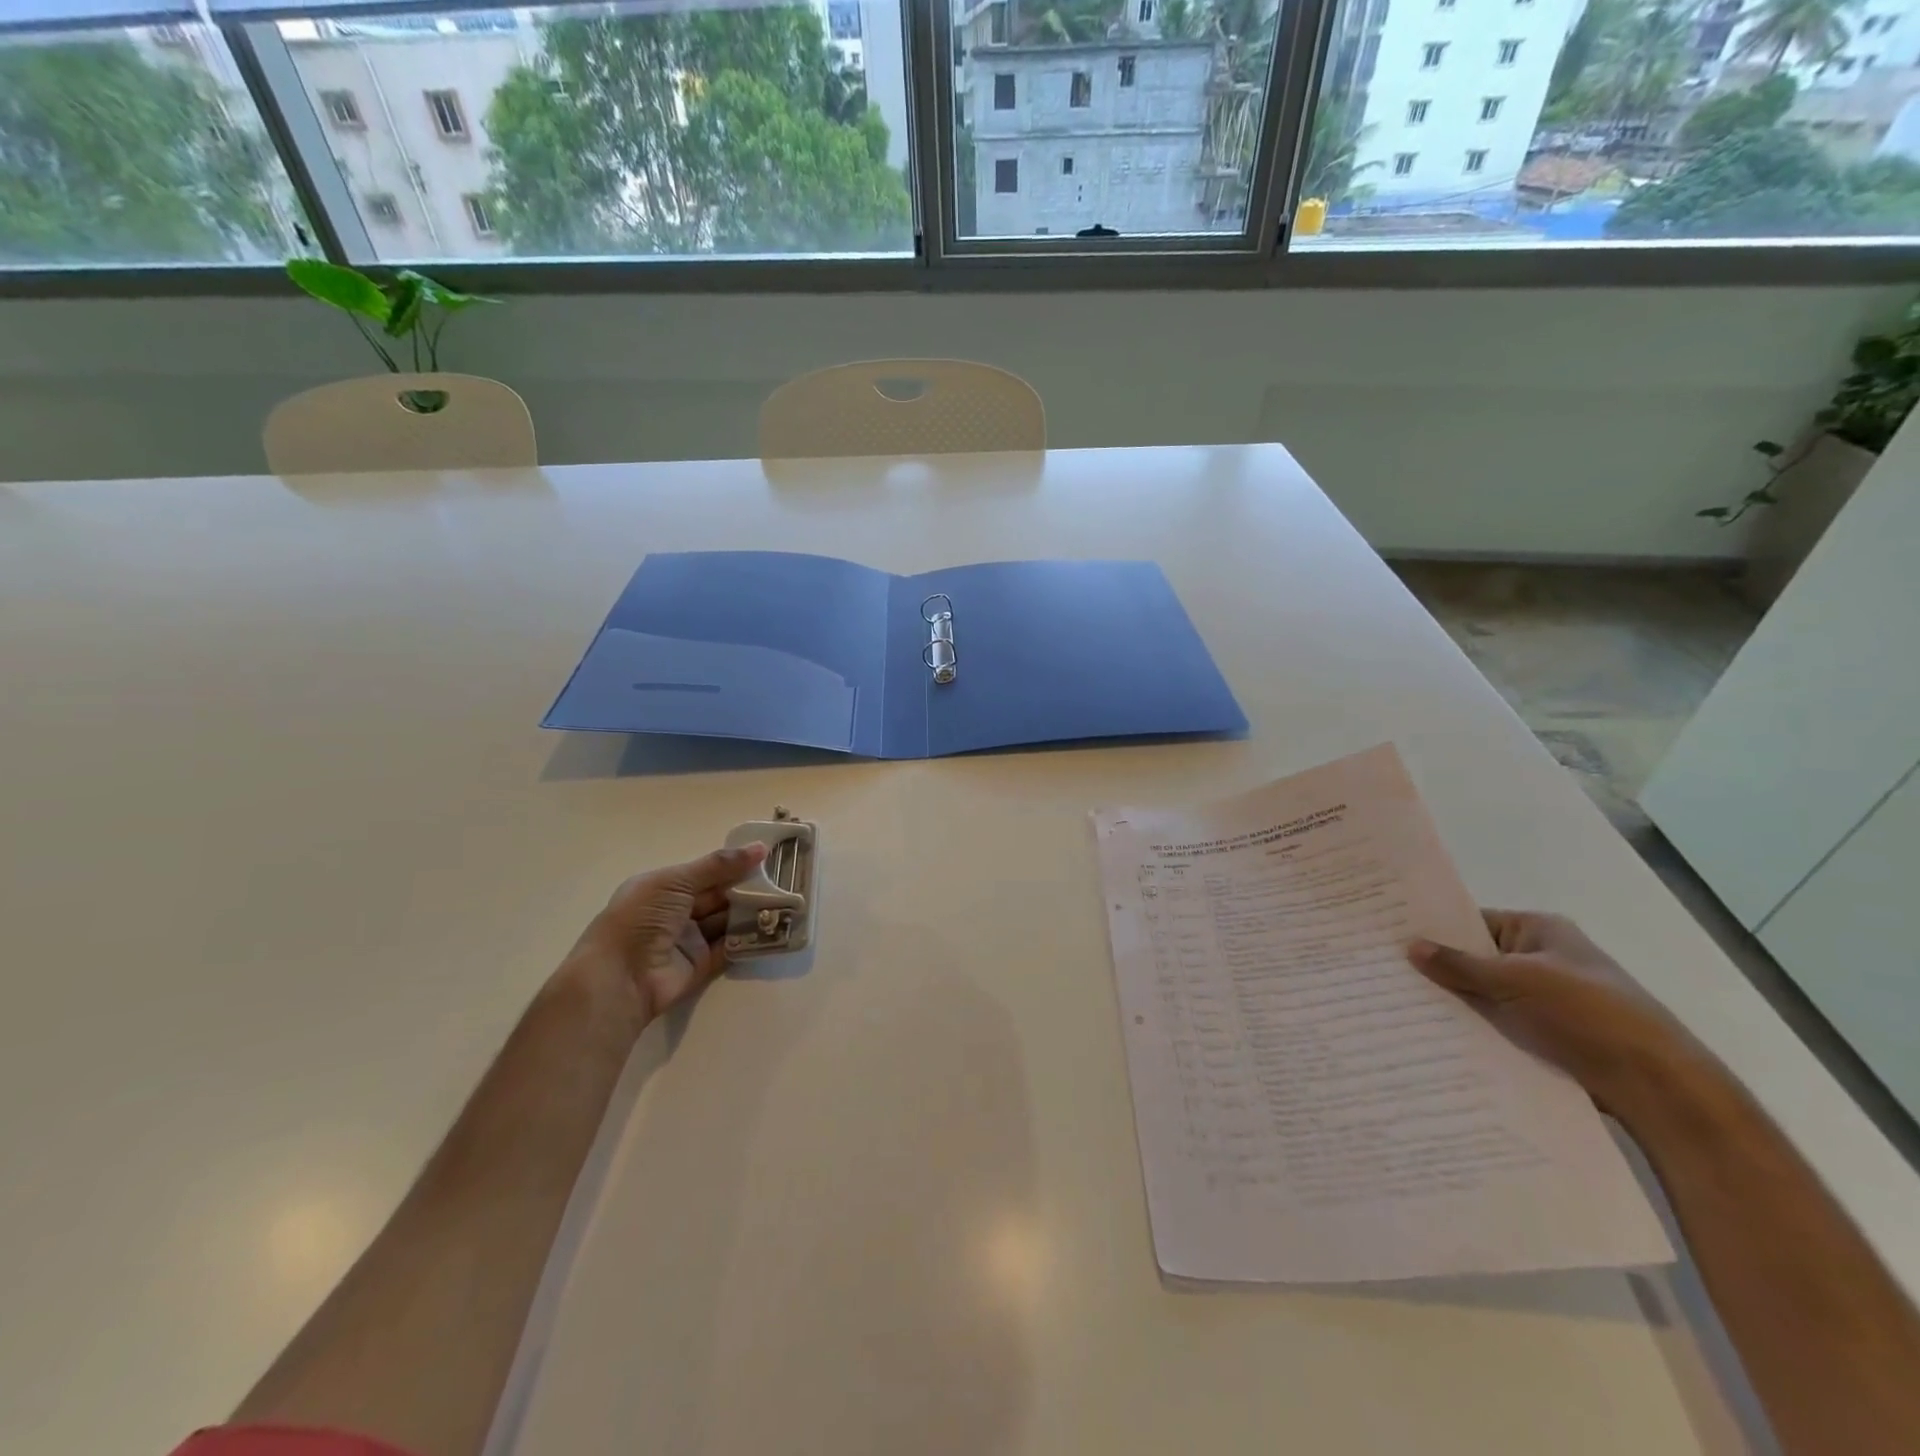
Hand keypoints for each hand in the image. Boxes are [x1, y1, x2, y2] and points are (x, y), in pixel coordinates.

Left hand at [559, 842, 768, 1028]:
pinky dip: (749, 939)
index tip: (767, 856)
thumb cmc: (641, 918)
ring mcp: (689, 939)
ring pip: (727, 920)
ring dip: (751, 912)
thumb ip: (718, 865)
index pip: (705, 871)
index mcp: (664, 887)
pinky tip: (773, 927)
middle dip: (747, 887)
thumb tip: (760, 848)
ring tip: (785, 900)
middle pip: (719, 895)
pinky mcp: (701, 965)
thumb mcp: (676, 882)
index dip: (733, 864)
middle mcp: (676, 911)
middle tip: (783, 879)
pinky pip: (730, 948)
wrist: (621, 978)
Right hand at [1407, 910, 1696, 1113]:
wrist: (1657, 1086)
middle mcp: (1540, 958)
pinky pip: (1494, 1023)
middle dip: (1436, 967)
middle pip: (1474, 958)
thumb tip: (1410, 946)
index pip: (1472, 921)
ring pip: (1481, 994)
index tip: (1388, 936)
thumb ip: (1460, 965)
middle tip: (1381, 970)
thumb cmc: (1589, 1014)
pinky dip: (1469, 1027)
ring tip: (1395, 1002)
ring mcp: (1542, 999)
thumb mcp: (1517, 980)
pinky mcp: (1543, 1035)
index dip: (1433, 929)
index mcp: (1540, 931)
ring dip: (1450, 1001)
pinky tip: (1430, 1032)